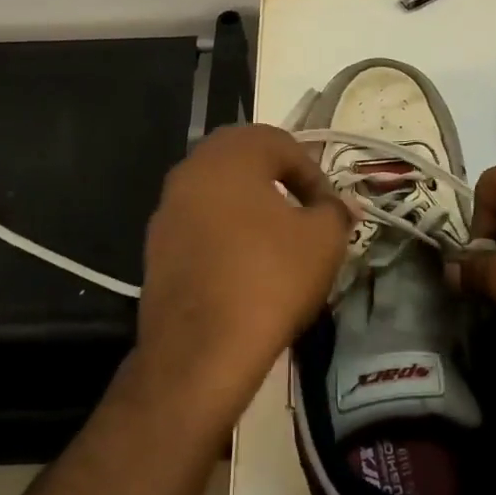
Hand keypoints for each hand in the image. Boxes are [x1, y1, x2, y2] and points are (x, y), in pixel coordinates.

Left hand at [132, 124, 350, 431]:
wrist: (201, 350)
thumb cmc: (270, 279)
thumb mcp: (324, 240)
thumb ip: (335, 211)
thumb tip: (340, 206)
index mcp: (231, 155)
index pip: (282, 144)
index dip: (314, 174)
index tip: (330, 210)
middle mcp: (191, 170)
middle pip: (244, 159)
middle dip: (279, 180)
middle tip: (305, 213)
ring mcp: (167, 209)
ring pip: (218, 192)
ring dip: (250, 205)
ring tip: (277, 241)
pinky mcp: (155, 247)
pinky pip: (199, 225)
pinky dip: (225, 233)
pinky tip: (244, 266)